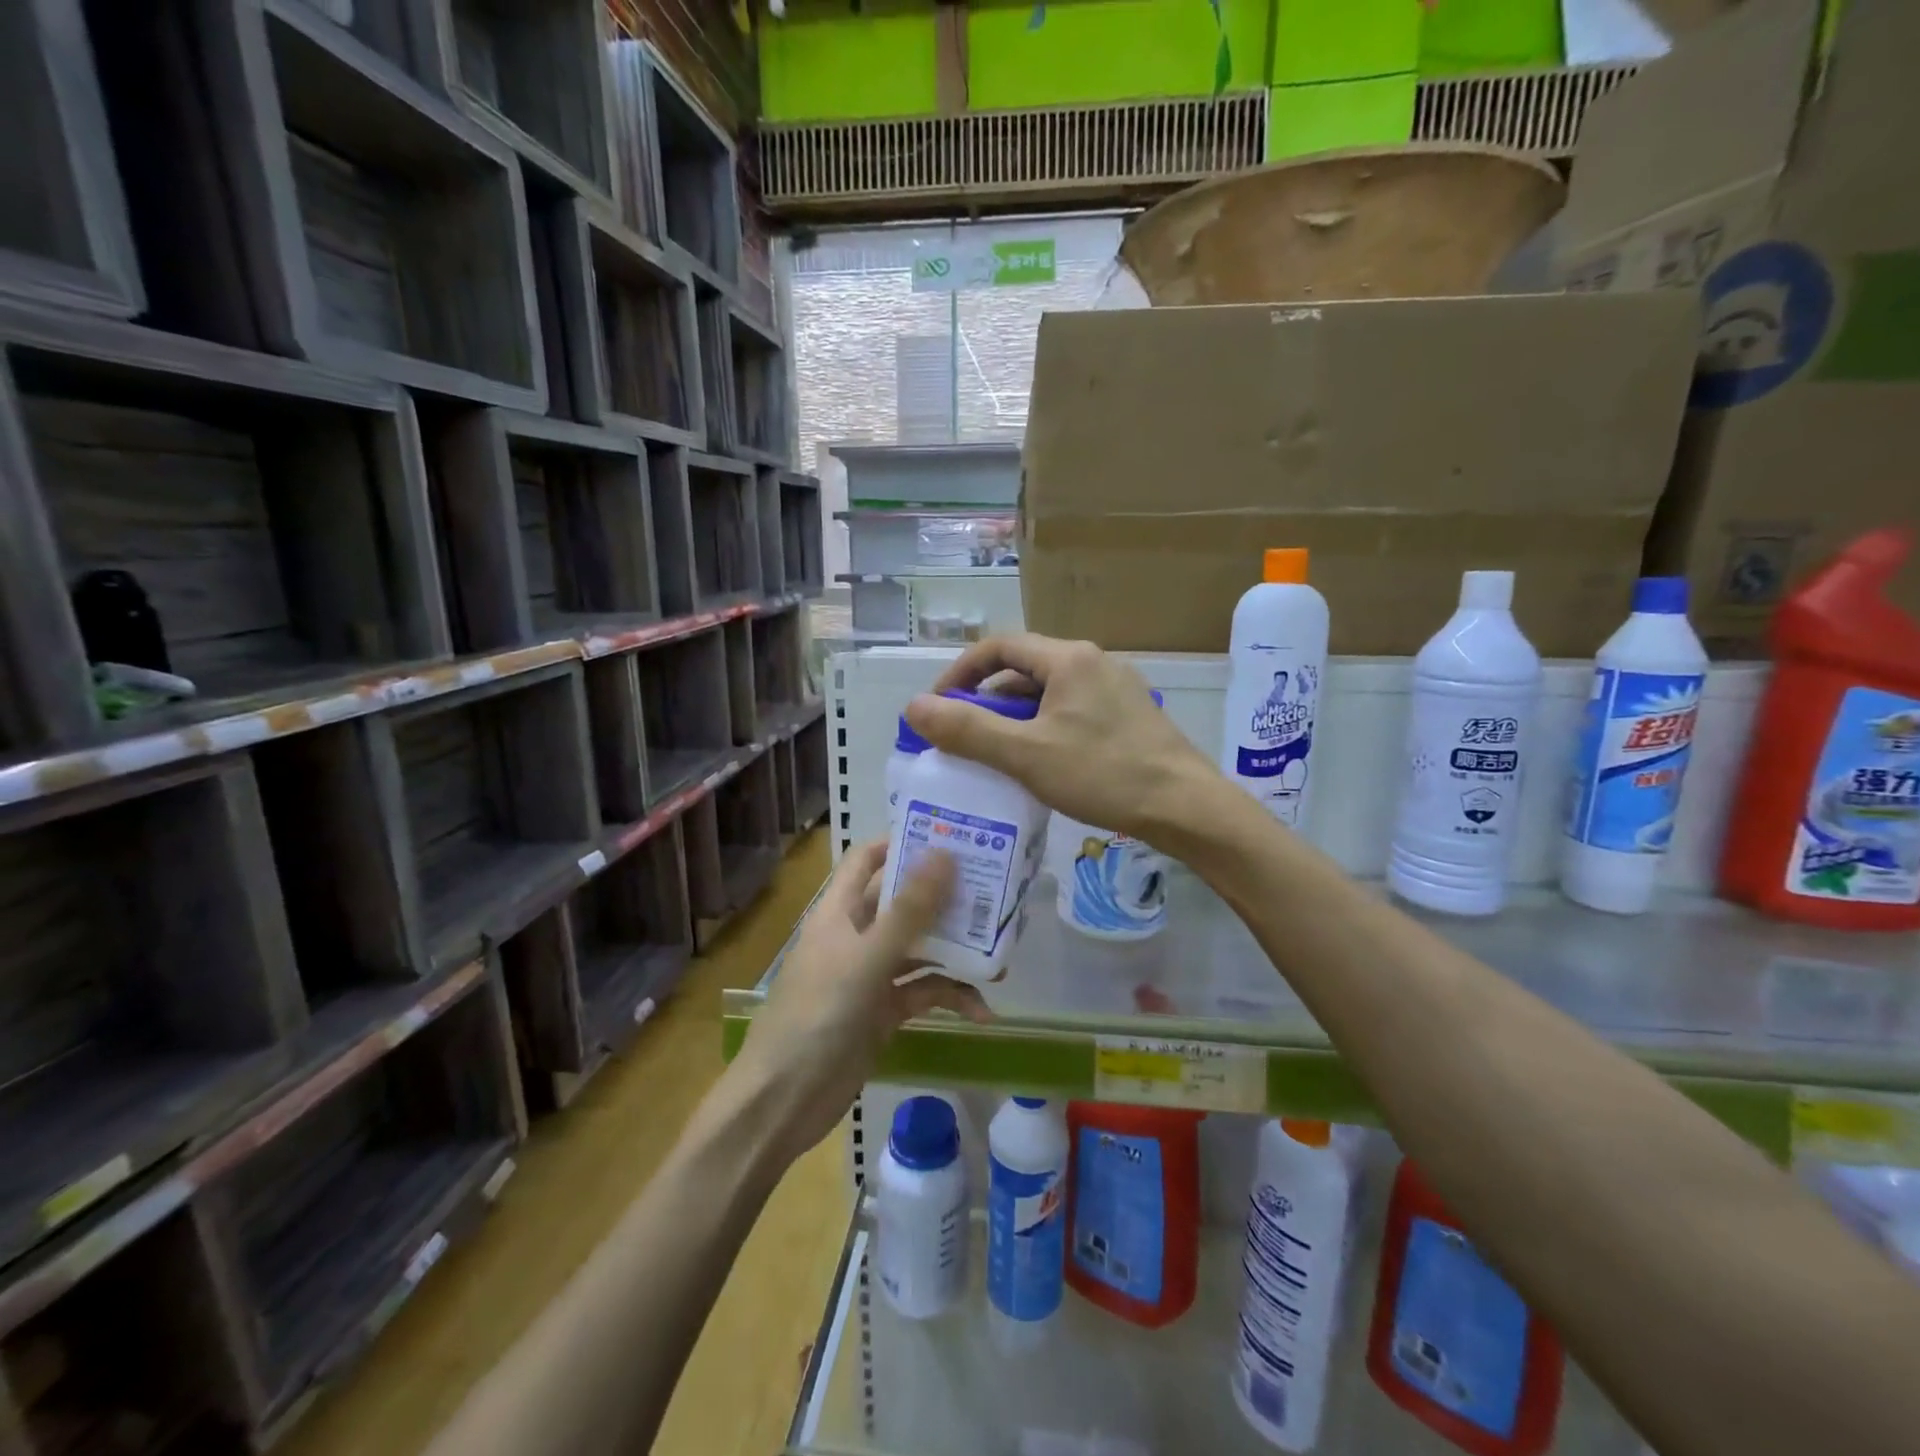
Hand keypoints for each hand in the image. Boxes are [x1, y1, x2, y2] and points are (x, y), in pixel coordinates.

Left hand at [729, 841, 988, 1162]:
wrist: (784, 1100)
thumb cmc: (818, 1014)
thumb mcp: (868, 958)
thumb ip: (909, 910)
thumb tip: (945, 854)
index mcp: (840, 911)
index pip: (868, 859)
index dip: (903, 843)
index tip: (951, 836)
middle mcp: (856, 935)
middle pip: (904, 902)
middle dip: (945, 899)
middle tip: (993, 891)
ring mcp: (871, 974)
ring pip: (920, 949)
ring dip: (956, 951)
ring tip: (1002, 956)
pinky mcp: (883, 1010)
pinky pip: (923, 992)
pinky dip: (951, 997)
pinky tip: (982, 1011)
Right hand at [905, 634, 1220, 843]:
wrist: (1187, 807)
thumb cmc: (1103, 774)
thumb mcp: (1026, 754)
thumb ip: (968, 730)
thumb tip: (913, 707)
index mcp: (1068, 658)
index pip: (998, 646)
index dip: (960, 673)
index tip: (938, 708)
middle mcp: (1093, 661)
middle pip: (1023, 669)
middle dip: (986, 701)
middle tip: (964, 738)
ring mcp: (1116, 688)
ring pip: (1048, 693)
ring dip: (1015, 718)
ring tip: (997, 756)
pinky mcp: (1130, 714)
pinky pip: (1072, 711)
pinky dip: (1044, 729)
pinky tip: (1041, 764)